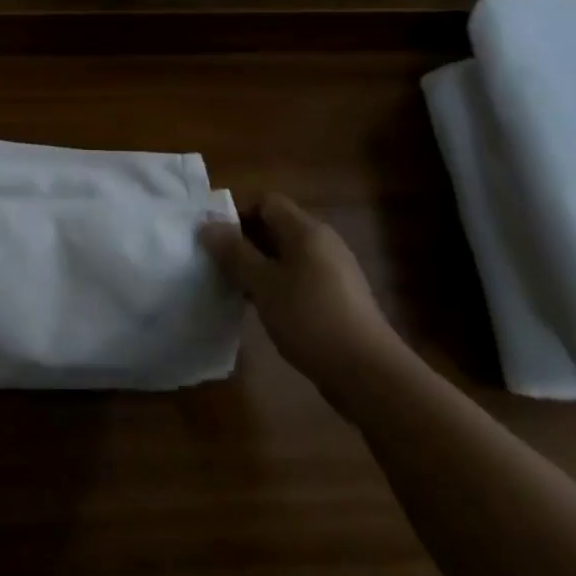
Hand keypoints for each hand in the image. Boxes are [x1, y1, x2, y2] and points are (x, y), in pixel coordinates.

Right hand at [200, 194, 406, 395]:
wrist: (368, 374)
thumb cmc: (310, 318)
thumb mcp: (263, 284)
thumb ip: (234, 253)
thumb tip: (207, 225)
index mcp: (306, 230)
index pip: (266, 202)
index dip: (238, 213)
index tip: (215, 238)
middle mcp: (323, 242)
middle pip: (277, 227)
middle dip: (246, 241)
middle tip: (220, 264)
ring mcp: (335, 270)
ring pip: (288, 255)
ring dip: (261, 266)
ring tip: (237, 288)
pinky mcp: (340, 297)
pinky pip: (301, 277)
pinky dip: (280, 284)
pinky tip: (266, 309)